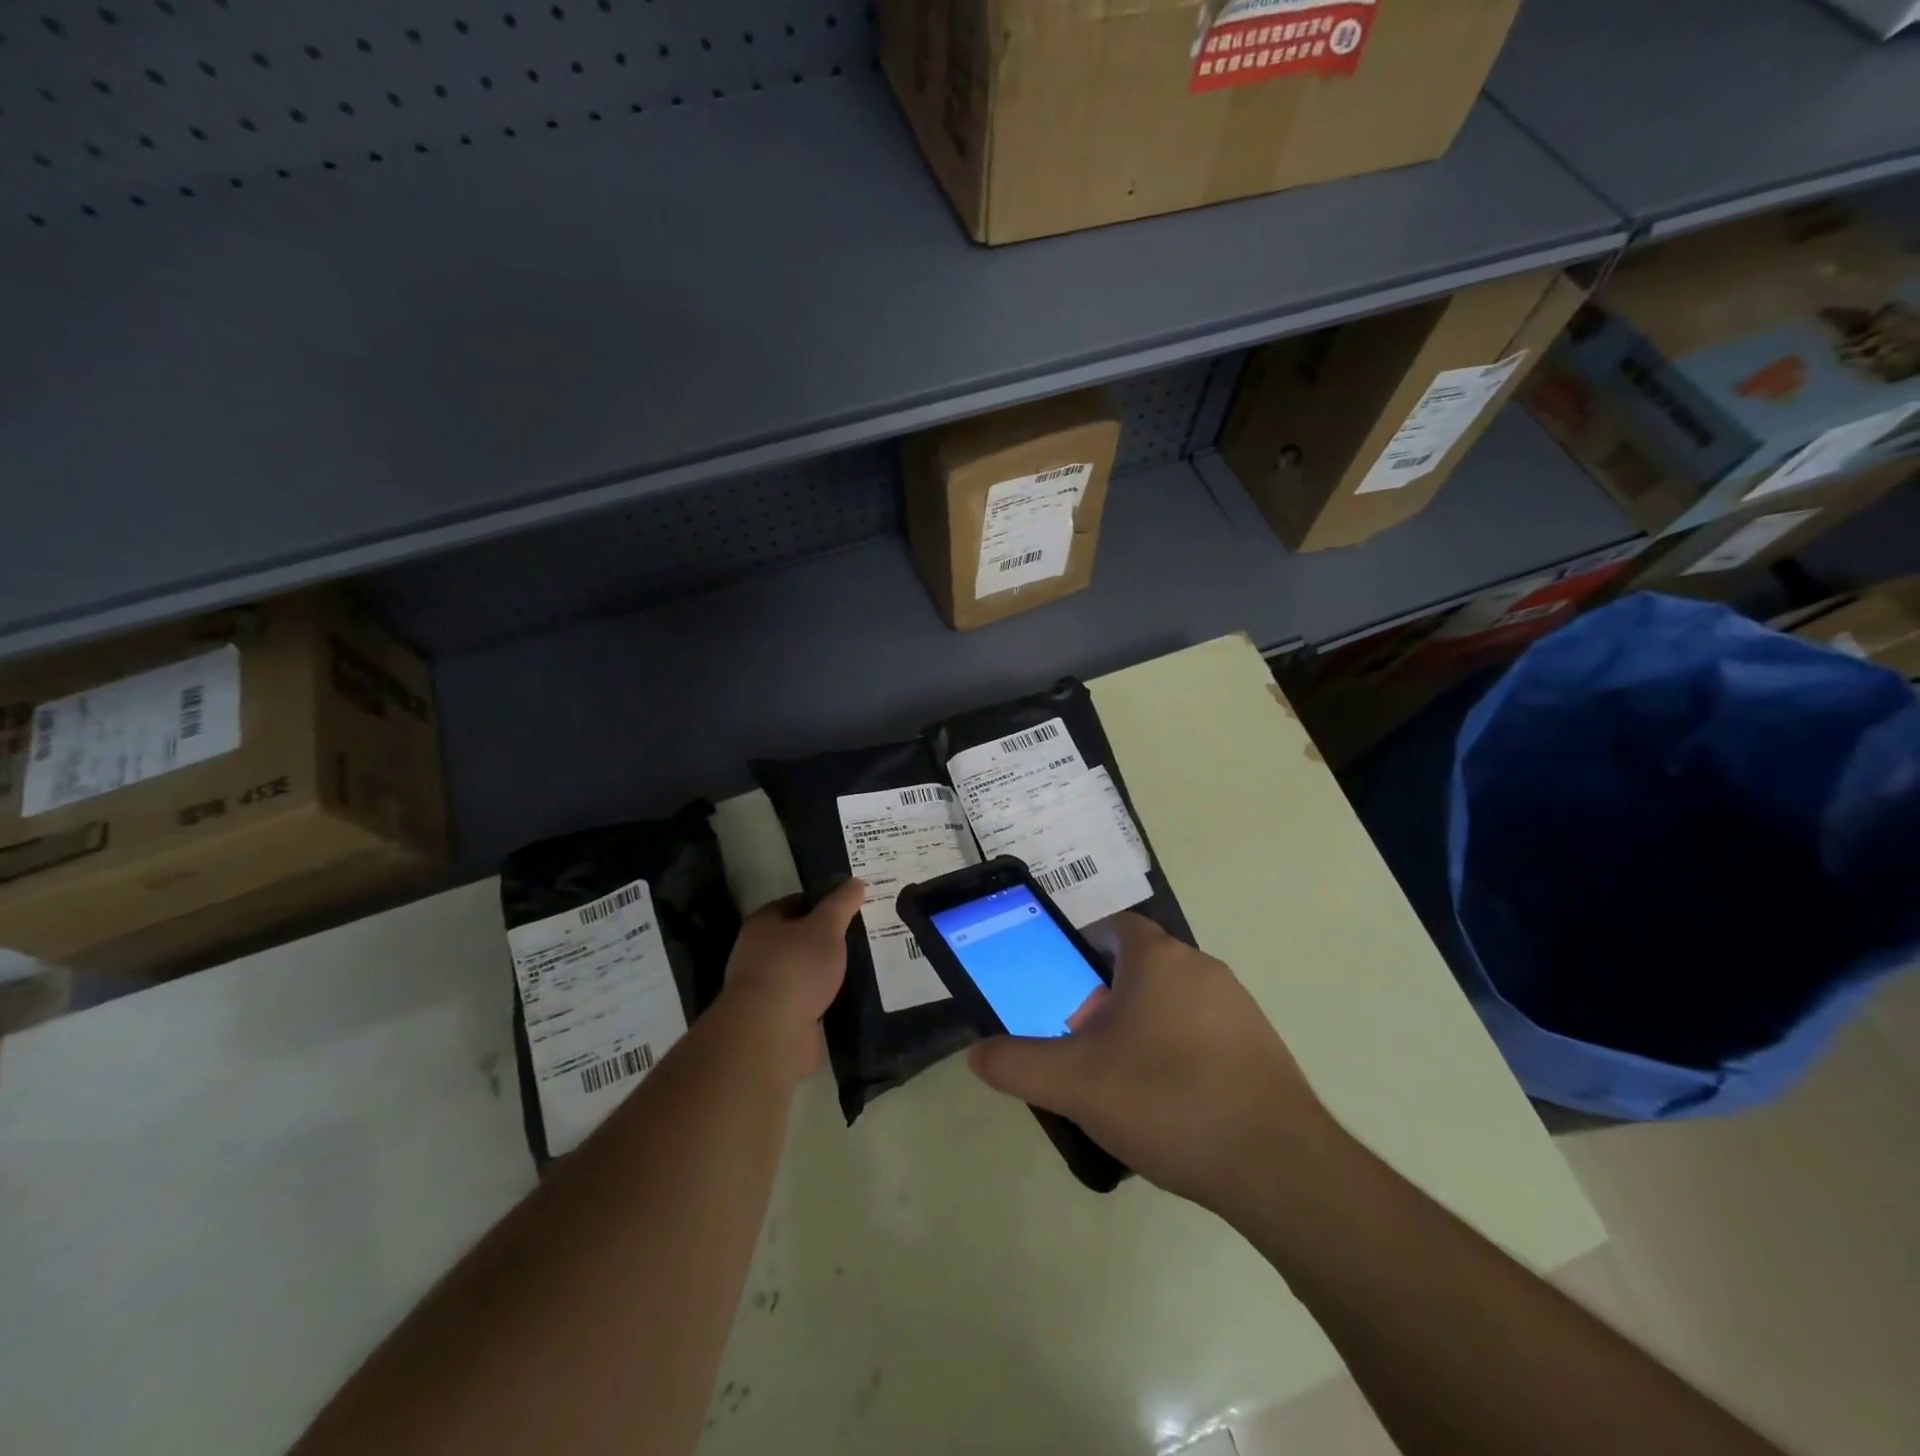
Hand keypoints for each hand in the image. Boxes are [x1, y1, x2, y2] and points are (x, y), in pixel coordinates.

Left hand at [721, 879, 865, 1086]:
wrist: (771, 1033)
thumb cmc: (796, 967)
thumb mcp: (826, 927)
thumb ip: (841, 904)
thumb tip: (856, 881)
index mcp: (762, 924)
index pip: (794, 902)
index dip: (821, 901)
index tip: (849, 905)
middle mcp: (757, 953)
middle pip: (796, 937)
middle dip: (823, 937)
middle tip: (857, 934)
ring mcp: (765, 988)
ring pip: (801, 971)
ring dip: (823, 970)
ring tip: (857, 965)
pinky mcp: (776, 1019)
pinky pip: (805, 1000)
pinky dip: (822, 997)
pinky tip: (845, 996)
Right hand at [967, 912, 1330, 1217]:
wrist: (1278, 1166)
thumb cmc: (1167, 1100)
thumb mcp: (1075, 1085)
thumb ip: (1018, 1064)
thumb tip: (978, 1054)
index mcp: (1158, 959)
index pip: (1115, 927)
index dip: (1084, 949)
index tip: (1065, 990)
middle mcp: (1202, 967)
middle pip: (1142, 966)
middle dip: (1108, 997)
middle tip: (1085, 1044)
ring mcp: (1238, 1006)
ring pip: (1174, 1000)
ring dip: (1145, 1026)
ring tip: (1124, 1082)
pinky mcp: (1261, 1045)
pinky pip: (1206, 1032)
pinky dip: (1181, 1052)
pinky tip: (1172, 1106)